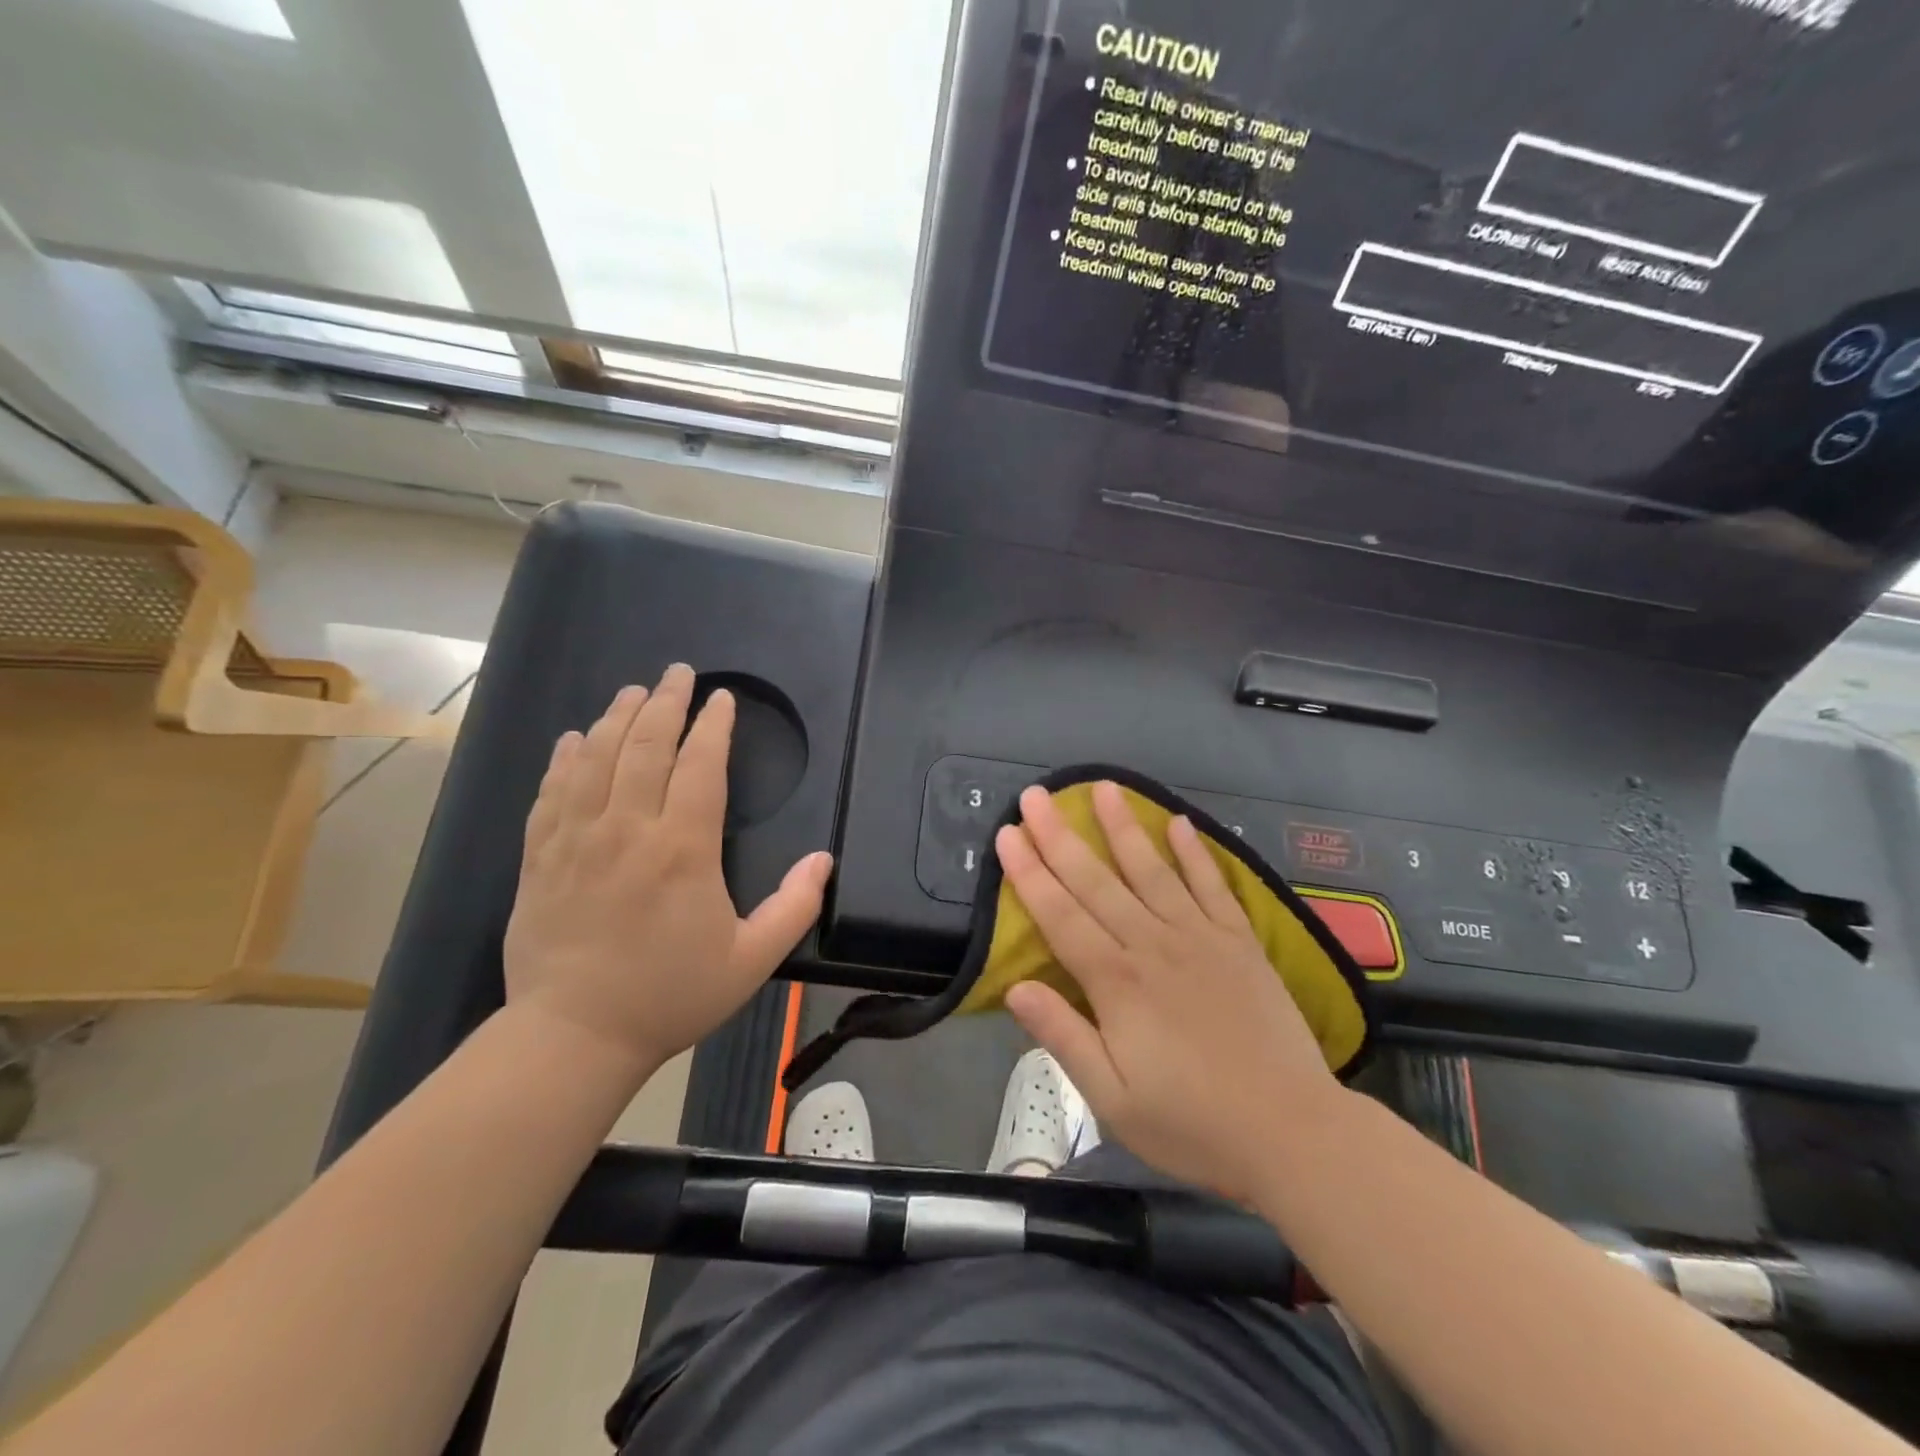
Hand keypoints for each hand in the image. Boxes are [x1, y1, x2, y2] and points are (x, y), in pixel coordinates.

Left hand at [502, 666, 832, 1080]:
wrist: (573, 1036)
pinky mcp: (541, 858)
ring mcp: (577, 840)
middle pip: (645, 747)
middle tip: (677, 673)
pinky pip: (551, 793)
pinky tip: (575, 739)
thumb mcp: (750, 960)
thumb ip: (794, 906)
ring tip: (633, 691)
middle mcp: (628, 830)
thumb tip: (824, 859)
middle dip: (665, 703)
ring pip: (596, 759)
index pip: (700, 766)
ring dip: (616, 718)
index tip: (721, 698)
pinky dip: (565, 759)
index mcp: (682, 849)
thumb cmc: (670, 995)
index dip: (713, 726)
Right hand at [997, 781, 1344, 1201]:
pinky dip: (1195, 853)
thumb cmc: (1192, 1124)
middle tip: (1035, 794)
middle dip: (1060, 836)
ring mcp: (1201, 938)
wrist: (1293, 1133)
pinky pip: (1213, 886)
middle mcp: (1153, 945)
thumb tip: (1015, 986)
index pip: (1060, 916)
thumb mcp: (1112, 1099)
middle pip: (1097, 882)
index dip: (1029, 874)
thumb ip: (1063, 1037)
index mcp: (1117, 983)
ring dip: (1123, 827)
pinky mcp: (1240, 942)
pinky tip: (1179, 822)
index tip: (1007, 833)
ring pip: (1152, 870)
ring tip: (1103, 787)